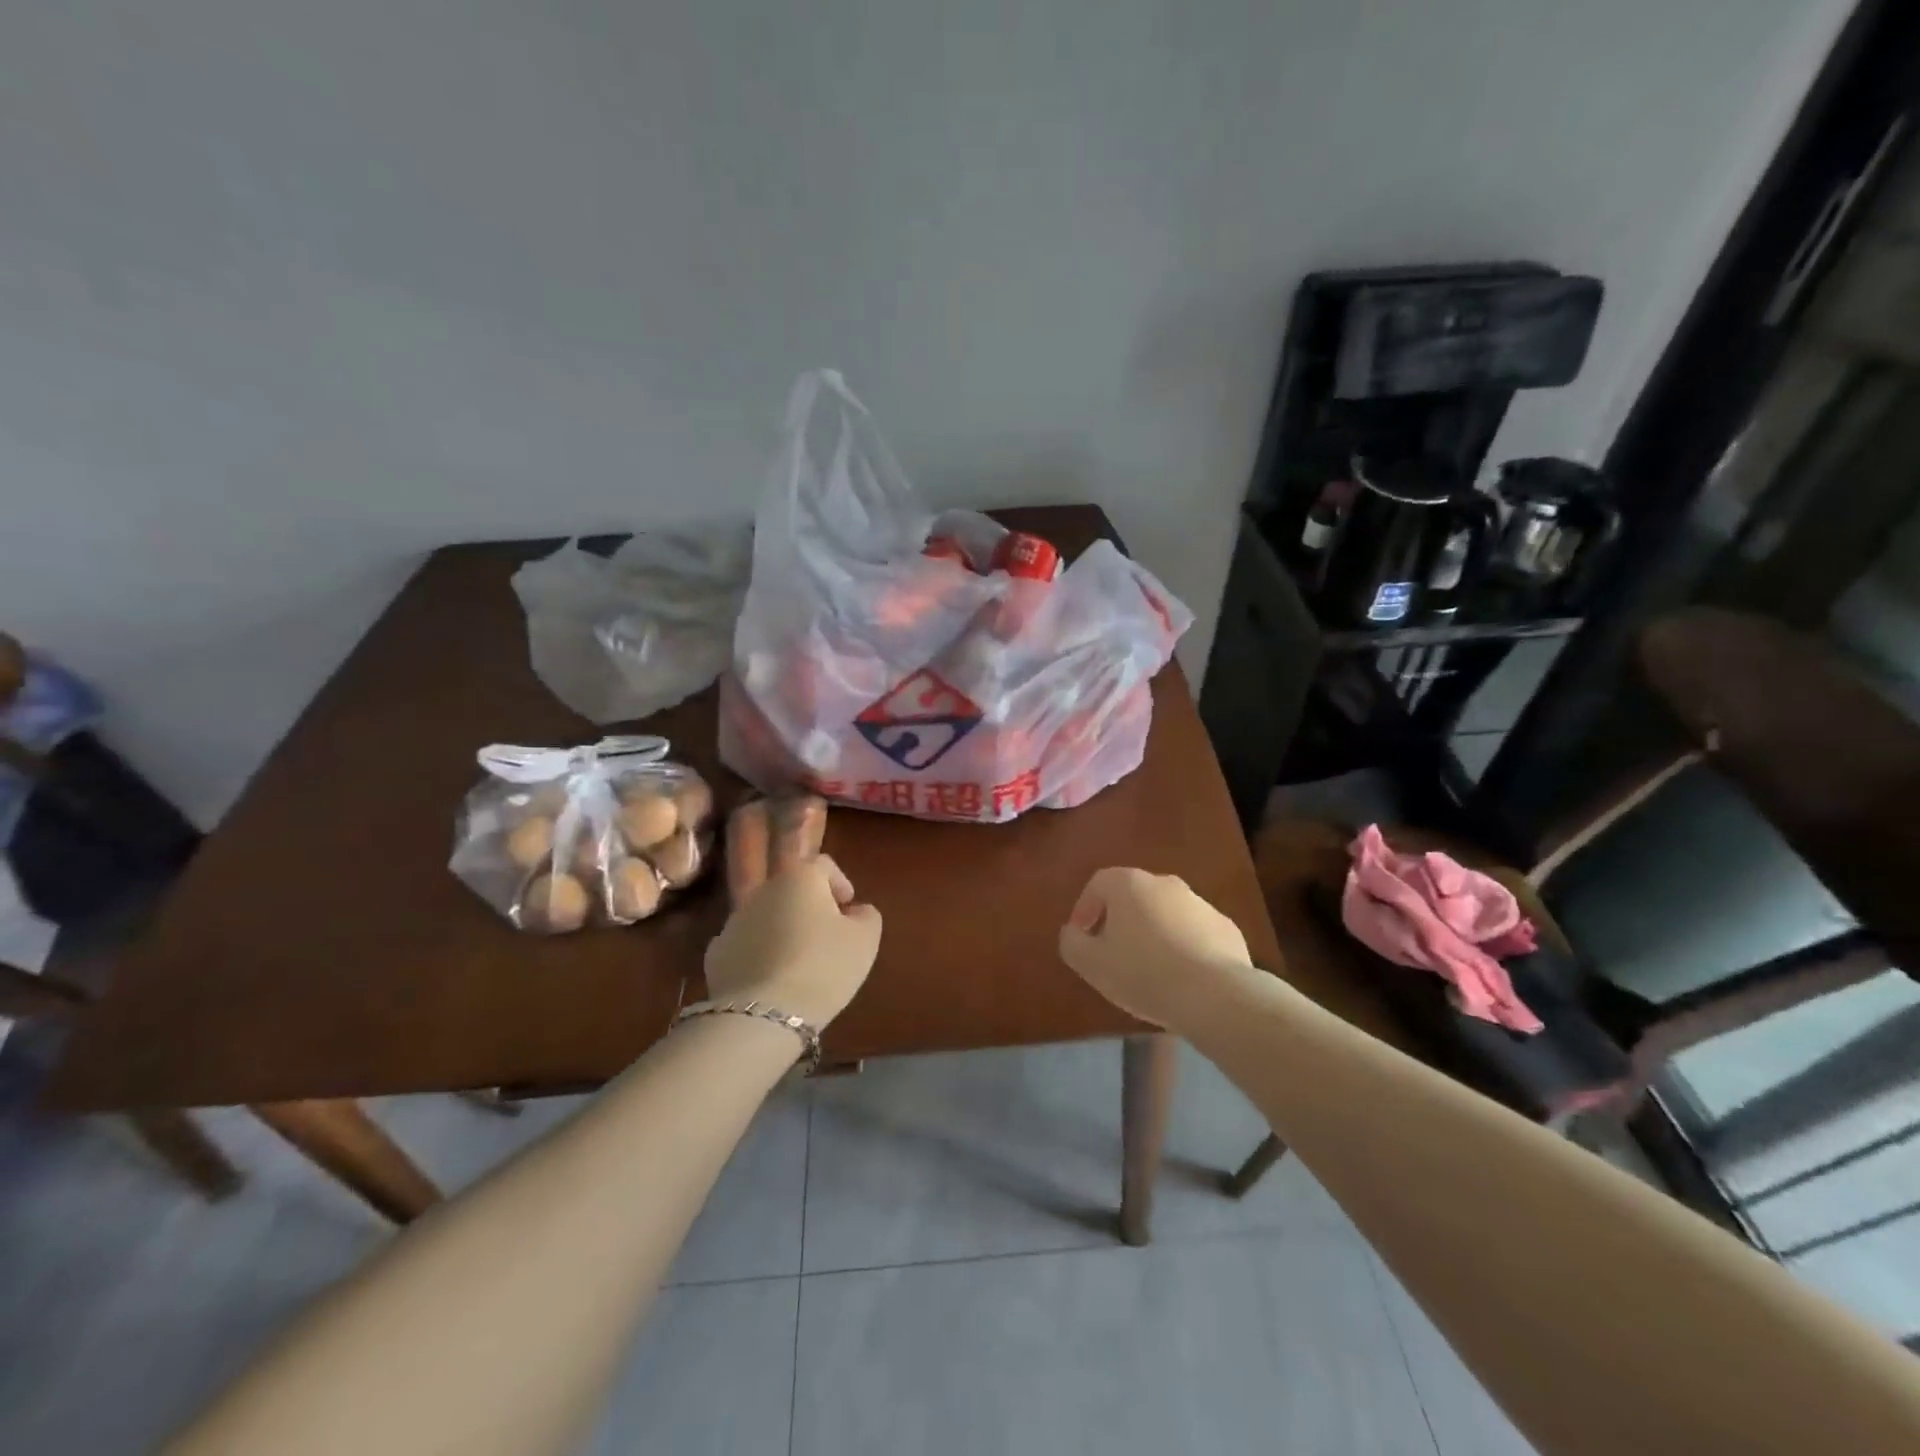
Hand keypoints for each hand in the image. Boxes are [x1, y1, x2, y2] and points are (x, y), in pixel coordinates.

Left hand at [705, 856, 880, 1028]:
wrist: (761, 1016)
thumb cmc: (823, 967)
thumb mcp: (865, 940)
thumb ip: (866, 916)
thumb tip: (855, 911)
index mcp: (800, 878)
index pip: (824, 865)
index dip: (840, 883)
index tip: (849, 909)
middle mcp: (762, 892)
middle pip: (792, 891)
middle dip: (810, 909)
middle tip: (828, 939)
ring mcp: (733, 923)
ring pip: (767, 919)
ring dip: (784, 932)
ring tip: (800, 966)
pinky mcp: (715, 956)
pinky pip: (746, 947)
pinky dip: (760, 956)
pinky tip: (772, 983)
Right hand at [1057, 867, 1252, 1029]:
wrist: (1215, 996)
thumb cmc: (1143, 973)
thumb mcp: (1091, 963)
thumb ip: (1072, 943)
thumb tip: (1073, 932)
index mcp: (1129, 884)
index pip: (1099, 884)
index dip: (1085, 908)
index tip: (1082, 937)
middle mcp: (1165, 883)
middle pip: (1134, 896)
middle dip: (1120, 920)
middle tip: (1113, 953)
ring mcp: (1200, 904)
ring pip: (1166, 914)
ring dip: (1153, 934)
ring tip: (1149, 971)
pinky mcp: (1226, 929)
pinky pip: (1195, 934)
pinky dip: (1184, 948)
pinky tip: (1181, 978)